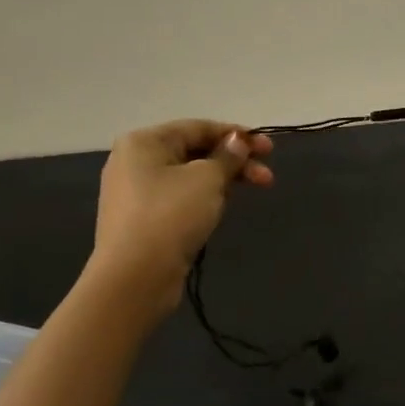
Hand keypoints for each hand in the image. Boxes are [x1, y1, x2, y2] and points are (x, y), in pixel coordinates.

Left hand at [89, 119, 274, 316]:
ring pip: (191, 176)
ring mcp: (137, 192)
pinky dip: (206, 197)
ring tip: (252, 192)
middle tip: (268, 176)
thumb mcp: (208, 179)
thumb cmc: (171, 216)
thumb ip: (228, 156)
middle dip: (235, 162)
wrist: (135, 278)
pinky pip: (181, 197)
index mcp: (144, 142)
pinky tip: (223, 207)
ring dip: (225, 180)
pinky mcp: (144, 219)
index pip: (199, 127)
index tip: (269, 148)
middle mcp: (135, 161)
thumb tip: (238, 141)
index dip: (237, 135)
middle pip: (196, 151)